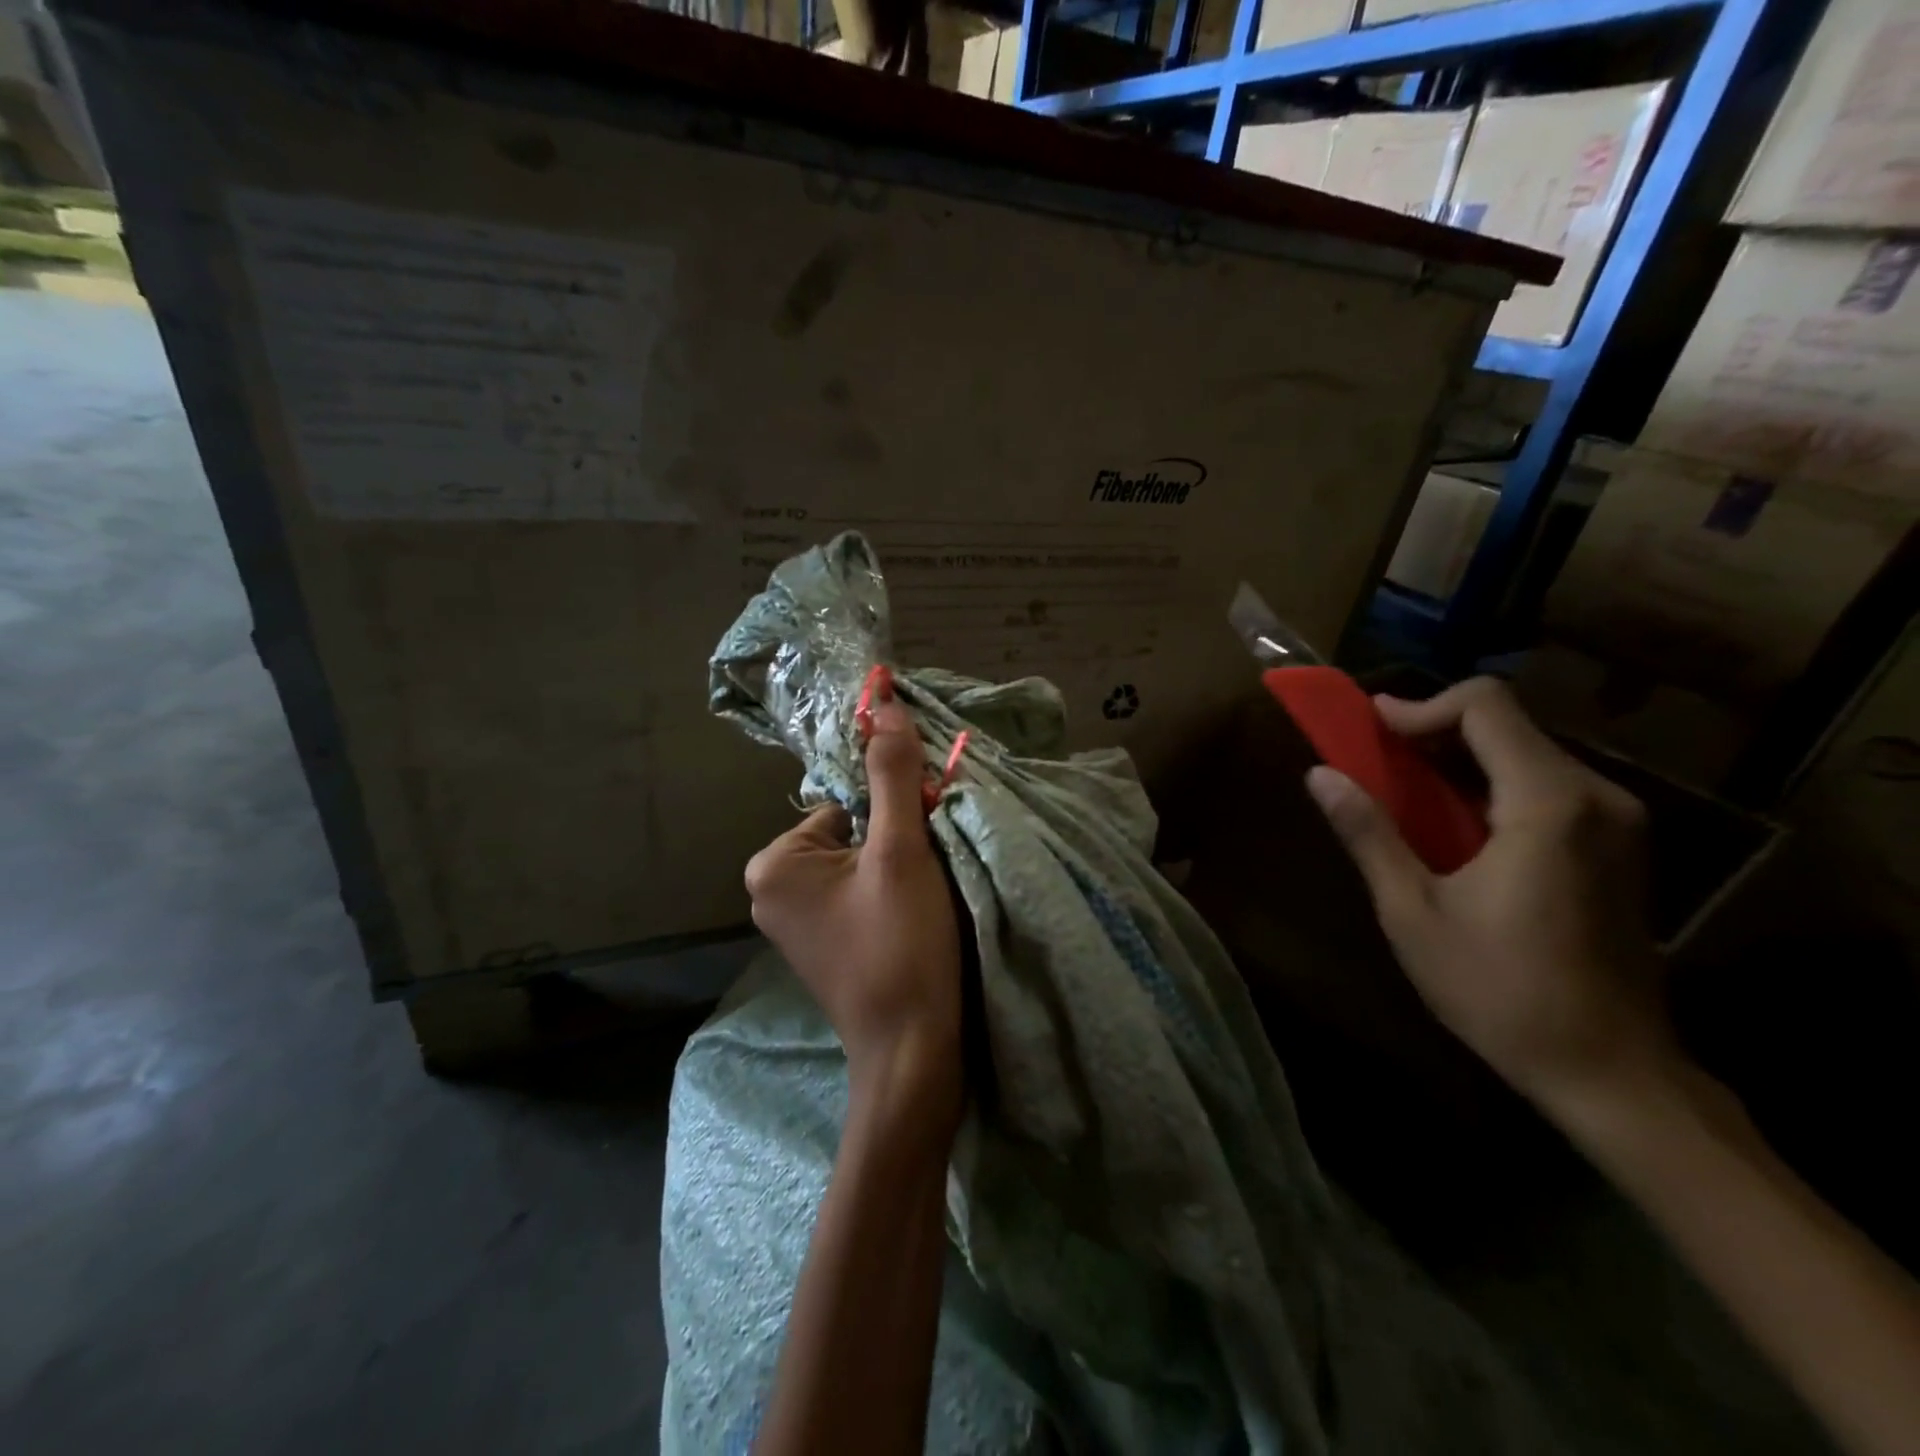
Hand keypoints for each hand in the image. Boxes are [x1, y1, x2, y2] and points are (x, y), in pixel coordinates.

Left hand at [745, 667, 964, 1128]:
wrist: (913, 1053)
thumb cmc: (901, 945)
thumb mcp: (901, 850)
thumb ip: (892, 773)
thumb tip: (883, 699)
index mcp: (774, 862)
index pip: (847, 802)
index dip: (894, 817)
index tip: (922, 849)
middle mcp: (770, 888)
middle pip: (852, 831)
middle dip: (895, 843)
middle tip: (925, 879)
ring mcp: (794, 921)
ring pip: (859, 862)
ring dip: (898, 868)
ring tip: (923, 904)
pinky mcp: (821, 944)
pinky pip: (857, 894)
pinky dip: (889, 896)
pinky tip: (913, 922)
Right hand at [1305, 677, 1675, 1115]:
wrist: (1612, 1072)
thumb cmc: (1502, 991)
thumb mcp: (1413, 912)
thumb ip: (1369, 833)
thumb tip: (1319, 774)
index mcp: (1548, 804)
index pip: (1486, 706)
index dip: (1421, 706)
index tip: (1371, 729)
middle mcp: (1596, 797)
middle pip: (1508, 724)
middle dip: (1435, 730)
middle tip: (1376, 759)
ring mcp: (1617, 822)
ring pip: (1528, 752)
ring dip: (1461, 758)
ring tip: (1405, 790)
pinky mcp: (1620, 846)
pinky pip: (1548, 785)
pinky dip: (1491, 784)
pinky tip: (1456, 824)